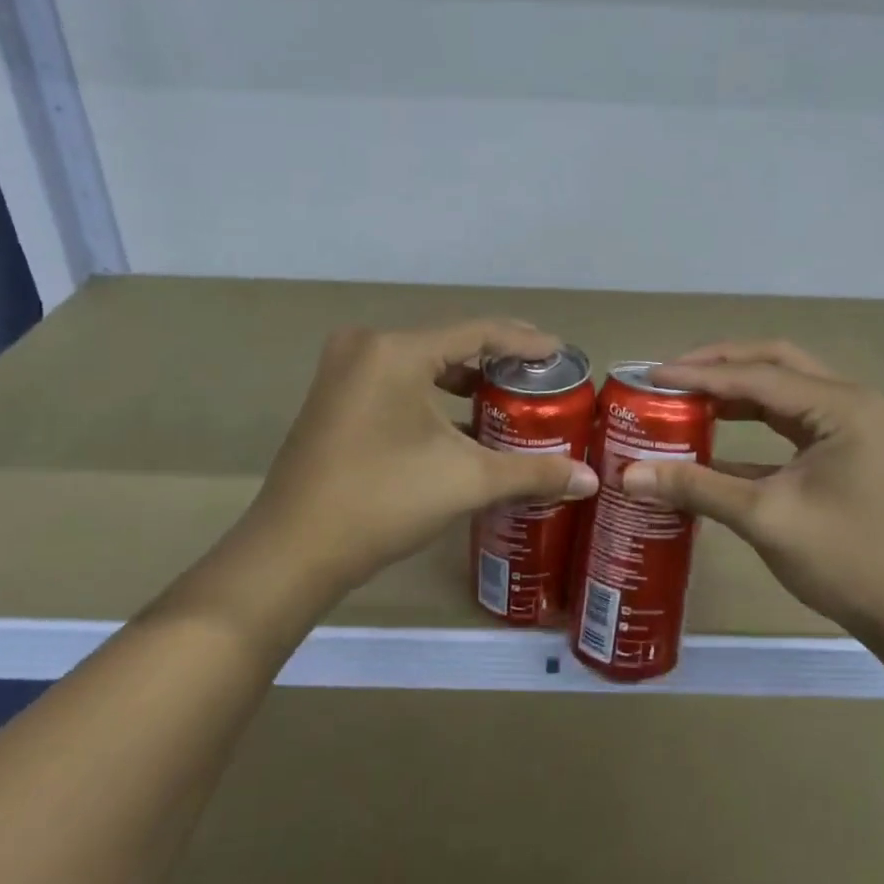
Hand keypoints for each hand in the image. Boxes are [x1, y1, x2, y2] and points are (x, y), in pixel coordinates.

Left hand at [228, 319, 598, 617]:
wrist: (293, 552)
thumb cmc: (382, 502)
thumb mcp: (466, 481)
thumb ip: (533, 472)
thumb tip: (591, 480)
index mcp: (396, 351)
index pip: (478, 332)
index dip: (526, 342)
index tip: (562, 355)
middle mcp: (366, 347)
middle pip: (449, 344)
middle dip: (497, 362)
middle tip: (540, 380)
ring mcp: (343, 371)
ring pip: (421, 364)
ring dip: (464, 381)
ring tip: (508, 401)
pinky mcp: (334, 398)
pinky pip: (397, 382)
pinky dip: (433, 396)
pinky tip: (462, 424)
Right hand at [621, 341, 883, 638]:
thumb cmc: (848, 559)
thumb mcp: (766, 518)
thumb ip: (696, 488)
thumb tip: (628, 476)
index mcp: (840, 407)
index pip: (757, 376)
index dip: (699, 374)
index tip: (649, 376)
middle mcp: (848, 403)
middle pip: (774, 364)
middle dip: (719, 366)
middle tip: (669, 376)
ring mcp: (849, 427)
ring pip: (781, 391)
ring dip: (733, 391)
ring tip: (682, 397)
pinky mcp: (842, 453)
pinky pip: (787, 423)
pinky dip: (749, 423)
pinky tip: (709, 439)